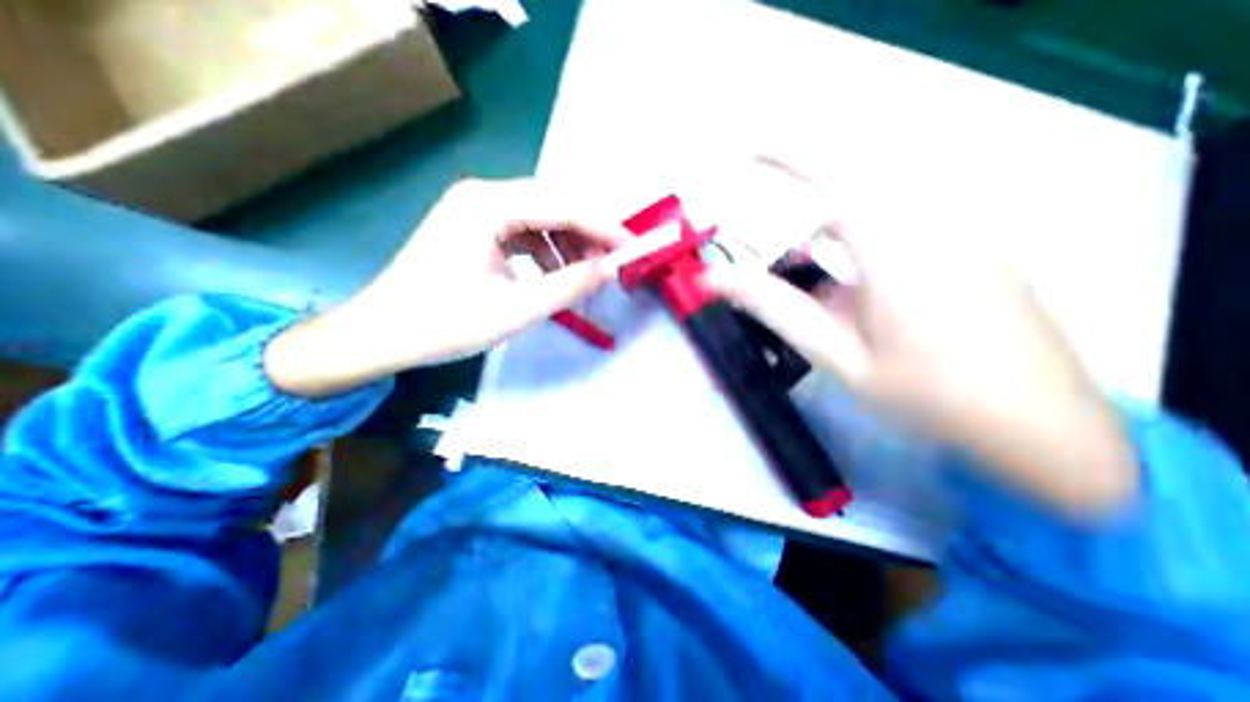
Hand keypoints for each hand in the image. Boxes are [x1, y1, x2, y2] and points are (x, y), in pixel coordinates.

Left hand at [265, 179, 628, 397]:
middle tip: (612, 264)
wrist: (382, 335)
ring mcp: (475, 210)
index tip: (632, 249)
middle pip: (553, 205)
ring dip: (567, 244)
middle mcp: (482, 195)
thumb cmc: (445, 323)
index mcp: (487, 205)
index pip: (563, 206)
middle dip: (587, 235)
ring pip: (540, 218)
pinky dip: (545, 252)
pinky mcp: (473, 228)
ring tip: (583, 275)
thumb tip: (611, 268)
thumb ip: (570, 285)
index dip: (603, 227)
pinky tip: (551, 275)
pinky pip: (523, 232)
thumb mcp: (518, 309)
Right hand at [706, 189, 1139, 515]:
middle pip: (859, 185)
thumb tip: (716, 281)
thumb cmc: (927, 395)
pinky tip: (853, 285)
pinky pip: (905, 220)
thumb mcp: (837, 355)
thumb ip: (776, 309)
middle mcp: (935, 226)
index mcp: (899, 252)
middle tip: (778, 245)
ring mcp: (961, 232)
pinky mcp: (972, 245)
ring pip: (882, 204)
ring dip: (835, 227)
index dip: (793, 156)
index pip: (839, 178)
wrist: (1039, 426)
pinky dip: (863, 239)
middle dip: (810, 195)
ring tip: (814, 280)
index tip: (754, 154)